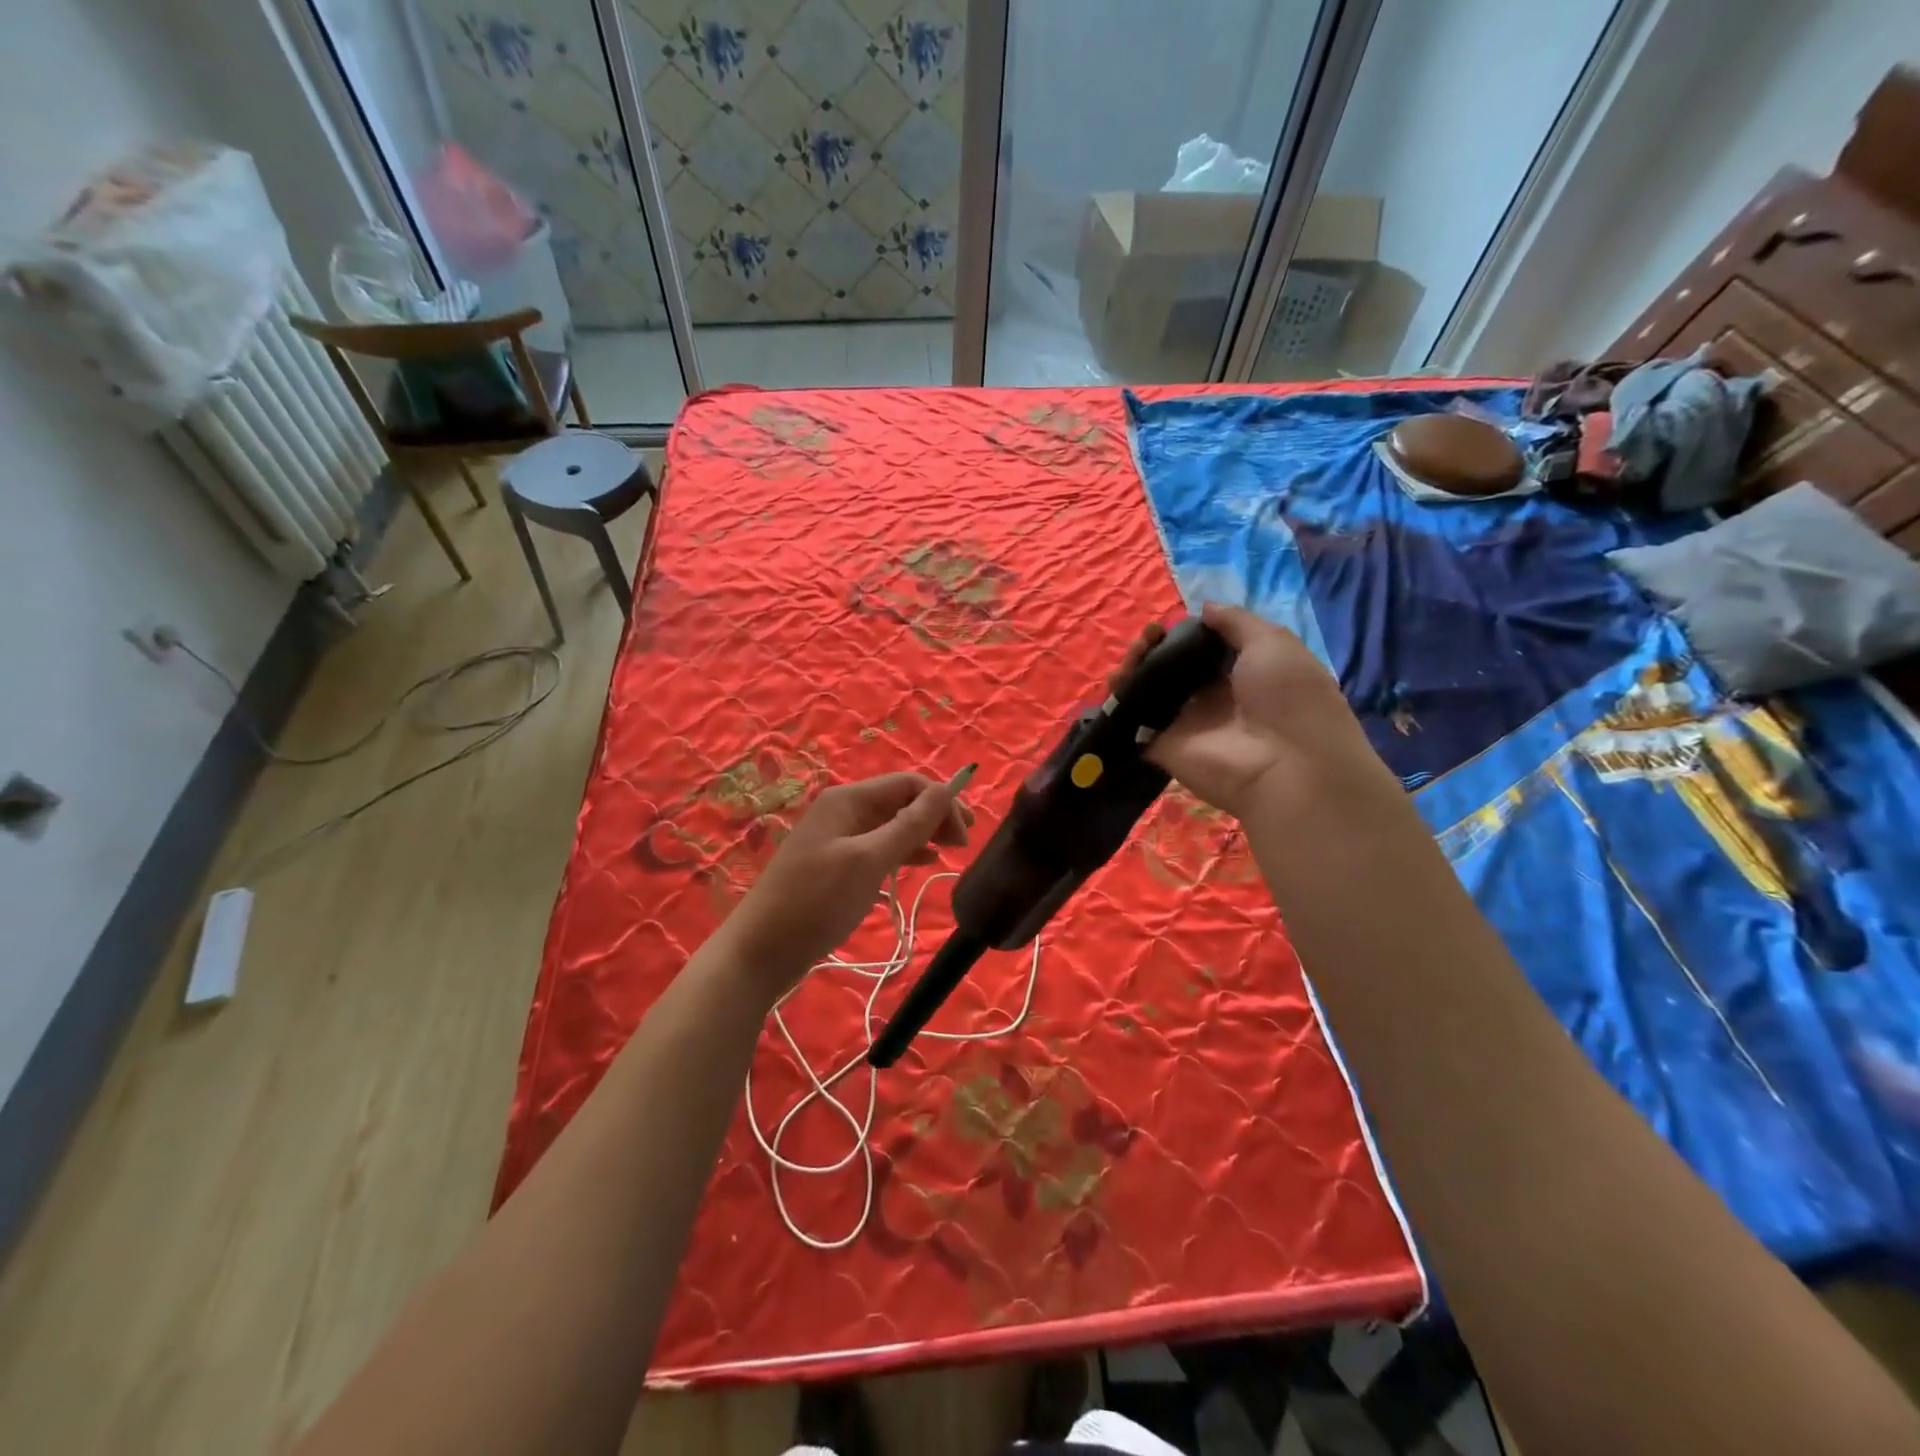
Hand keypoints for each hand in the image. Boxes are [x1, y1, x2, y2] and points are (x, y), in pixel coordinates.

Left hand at [723, 772, 971, 998]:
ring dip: (922, 833)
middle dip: (934, 816)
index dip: (941, 801)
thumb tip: (947, 789)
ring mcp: (837, 837)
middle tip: (964, 845)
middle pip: (900, 801)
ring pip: (891, 824)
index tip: (968, 834)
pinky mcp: (835, 864)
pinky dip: (902, 851)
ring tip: (950, 853)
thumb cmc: (817, 902)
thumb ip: (910, 825)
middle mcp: (843, 810)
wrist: (761, 950)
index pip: (908, 784)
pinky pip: (878, 846)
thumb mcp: (868, 861)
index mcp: (848, 799)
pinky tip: (920, 862)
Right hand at [1114, 603, 1392, 819]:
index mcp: (1242, 673)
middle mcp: (1212, 697)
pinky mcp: (1162, 745)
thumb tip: (1204, 608)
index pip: (1203, 648)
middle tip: (1147, 636)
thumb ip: (1236, 622)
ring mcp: (1185, 723)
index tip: (1171, 621)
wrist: (1286, 765)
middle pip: (1171, 667)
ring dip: (1135, 666)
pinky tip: (1117, 681)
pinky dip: (1119, 700)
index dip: (1184, 632)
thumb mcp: (1273, 643)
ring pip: (1149, 689)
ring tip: (1133, 654)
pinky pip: (1134, 720)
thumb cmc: (1289, 697)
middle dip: (1155, 646)